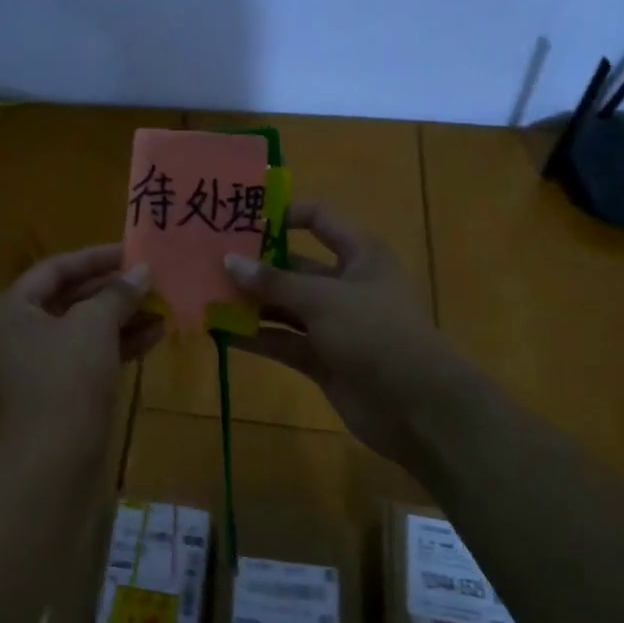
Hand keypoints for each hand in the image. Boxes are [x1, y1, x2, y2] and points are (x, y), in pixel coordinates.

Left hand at [0, 244, 160, 450]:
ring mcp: (36, 365)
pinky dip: (118, 345)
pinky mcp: (57, 392)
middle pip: (70, 298)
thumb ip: (117, 293)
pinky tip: (155, 336)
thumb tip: (142, 271)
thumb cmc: (66, 379)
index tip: (133, 252)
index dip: (96, 257)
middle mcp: (17, 333)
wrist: (53, 462)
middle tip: (152, 281)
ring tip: (162, 307)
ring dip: (122, 318)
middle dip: (114, 290)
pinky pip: (88, 356)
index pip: (56, 268)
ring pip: (83, 329)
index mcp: (12, 309)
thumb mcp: (94, 326)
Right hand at [225, 203, 460, 468]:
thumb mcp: (323, 299)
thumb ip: (273, 281)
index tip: (240, 219)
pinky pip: (283, 341)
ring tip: (206, 294)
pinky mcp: (322, 358)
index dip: (282, 215)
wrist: (418, 407)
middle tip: (208, 261)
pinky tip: (221, 332)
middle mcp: (345, 284)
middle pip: (293, 266)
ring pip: (284, 306)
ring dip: (250, 303)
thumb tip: (229, 260)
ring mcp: (333, 323)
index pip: (318, 219)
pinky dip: (256, 337)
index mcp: (359, 254)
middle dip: (254, 265)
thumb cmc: (375, 333)